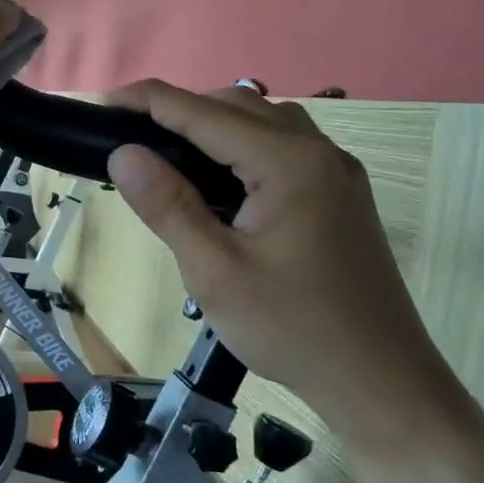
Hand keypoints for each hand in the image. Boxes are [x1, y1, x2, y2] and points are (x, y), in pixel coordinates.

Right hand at [104, 81, 469, 444]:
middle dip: (179, 110)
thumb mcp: (214, 271)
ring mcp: (335, 171)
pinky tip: (218, 180)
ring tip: (168, 155)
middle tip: (130, 139)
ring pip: (263, 121)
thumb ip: (168, 205)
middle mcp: (318, 152)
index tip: (103, 106)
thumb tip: (123, 153)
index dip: (148, 101)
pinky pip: (283, 146)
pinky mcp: (339, 194)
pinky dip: (240, 146)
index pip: (203, 112)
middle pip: (237, 105)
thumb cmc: (292, 328)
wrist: (380, 381)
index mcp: (288, 163)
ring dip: (212, 125)